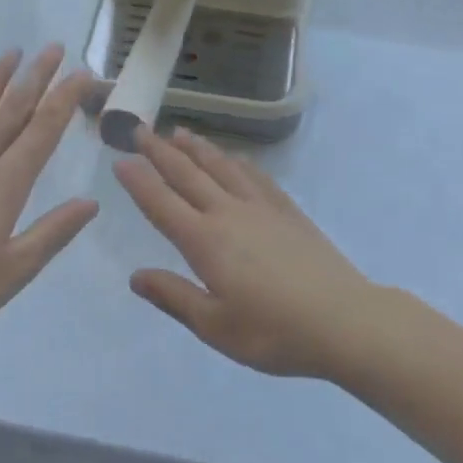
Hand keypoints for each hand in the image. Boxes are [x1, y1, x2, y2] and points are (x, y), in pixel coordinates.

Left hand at [0, 46, 98, 364]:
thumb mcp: (13, 272)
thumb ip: (53, 233)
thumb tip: (91, 202)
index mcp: (5, 184)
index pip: (43, 130)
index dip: (65, 98)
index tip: (82, 72)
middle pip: (12, 109)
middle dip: (36, 76)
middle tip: (54, 47)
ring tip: (12, 52)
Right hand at [115, 128, 374, 377]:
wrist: (343, 319)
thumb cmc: (273, 332)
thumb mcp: (216, 327)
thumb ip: (174, 297)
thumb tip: (135, 276)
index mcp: (206, 241)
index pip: (163, 204)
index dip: (139, 181)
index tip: (120, 160)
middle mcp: (229, 213)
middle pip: (188, 174)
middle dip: (160, 151)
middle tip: (140, 129)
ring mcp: (261, 206)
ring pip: (221, 166)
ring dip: (197, 148)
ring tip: (178, 132)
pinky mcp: (287, 209)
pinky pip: (255, 175)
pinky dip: (236, 161)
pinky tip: (233, 157)